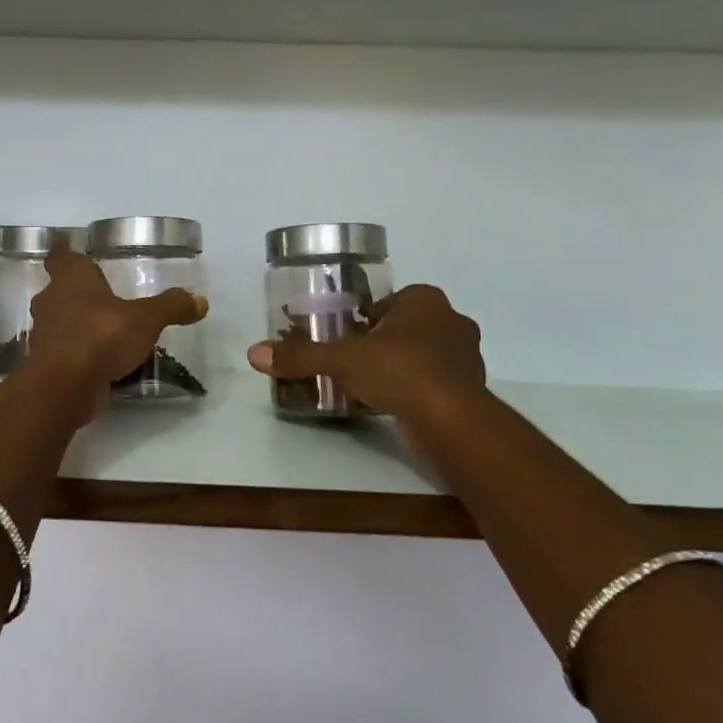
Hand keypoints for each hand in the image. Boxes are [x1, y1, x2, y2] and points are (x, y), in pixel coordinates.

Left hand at [25, 244, 207, 416]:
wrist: (63, 387)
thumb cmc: (101, 336)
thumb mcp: (146, 319)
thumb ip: (171, 307)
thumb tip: (200, 301)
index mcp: (71, 278)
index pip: (61, 256)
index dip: (64, 251)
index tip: (67, 247)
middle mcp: (51, 300)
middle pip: (59, 290)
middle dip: (77, 293)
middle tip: (101, 296)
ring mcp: (43, 334)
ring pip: (60, 322)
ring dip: (78, 325)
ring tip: (105, 332)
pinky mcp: (46, 364)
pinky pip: (64, 352)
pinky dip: (78, 354)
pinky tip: (100, 363)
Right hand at [246, 283, 486, 421]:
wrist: (452, 422)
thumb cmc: (399, 371)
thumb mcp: (341, 360)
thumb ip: (301, 356)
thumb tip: (254, 353)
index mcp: (425, 300)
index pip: (390, 302)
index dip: (365, 318)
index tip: (345, 337)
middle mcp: (451, 322)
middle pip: (405, 328)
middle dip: (381, 343)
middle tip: (351, 361)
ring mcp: (465, 358)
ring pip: (422, 356)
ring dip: (398, 368)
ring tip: (367, 385)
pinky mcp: (468, 392)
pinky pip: (432, 384)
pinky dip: (413, 391)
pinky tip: (389, 405)